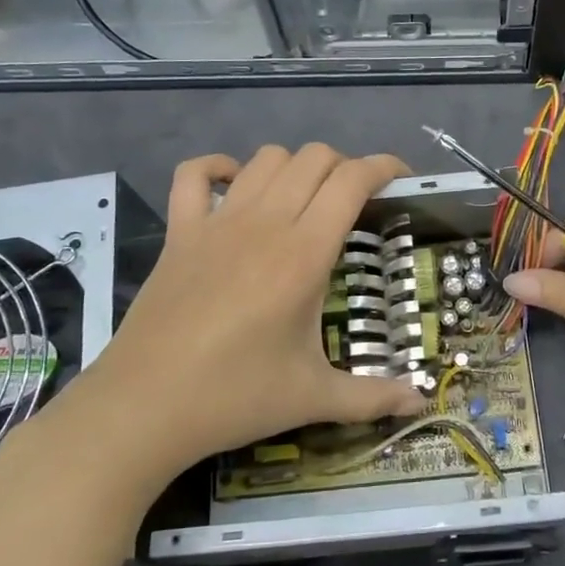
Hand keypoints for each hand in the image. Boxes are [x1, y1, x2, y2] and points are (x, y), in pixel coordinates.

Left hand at [53, 145, 427, 486]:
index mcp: (303, 254)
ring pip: (265, 158)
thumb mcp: (313, 398)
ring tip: (306, 199)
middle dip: (345, 166)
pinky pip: (193, 175)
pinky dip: (218, 168)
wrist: (144, 407)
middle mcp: (264, 223)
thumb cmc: (235, 397)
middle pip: (313, 158)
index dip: (384, 167)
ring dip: (294, 167)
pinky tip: (235, 189)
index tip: (402, 180)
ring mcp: (216, 222)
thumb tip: (420, 402)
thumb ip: (373, 396)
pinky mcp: (179, 233)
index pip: (351, 181)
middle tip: (357, 202)